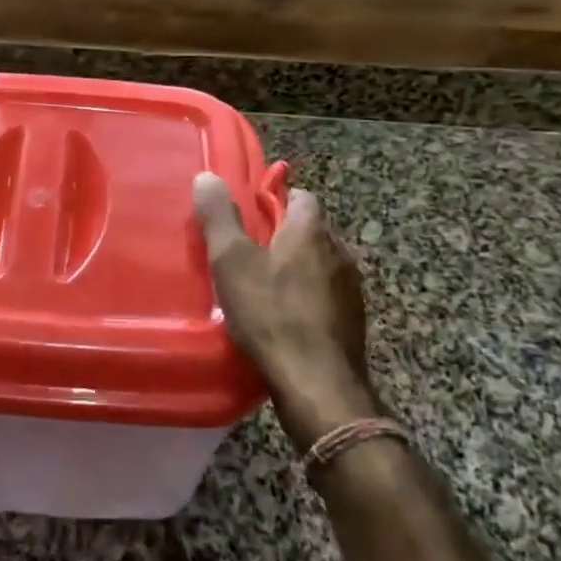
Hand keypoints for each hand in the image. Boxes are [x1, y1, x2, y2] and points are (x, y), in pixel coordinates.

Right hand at [193, 173, 385, 447]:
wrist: (317, 384)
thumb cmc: (270, 313)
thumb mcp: (232, 261)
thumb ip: (219, 217)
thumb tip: (207, 176)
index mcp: (311, 231)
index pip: (301, 196)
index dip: (276, 199)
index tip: (250, 213)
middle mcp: (339, 251)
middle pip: (310, 230)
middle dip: (283, 235)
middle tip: (248, 250)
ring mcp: (351, 289)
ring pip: (320, 263)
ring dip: (296, 267)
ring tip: (263, 285)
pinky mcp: (353, 320)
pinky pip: (326, 294)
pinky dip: (307, 296)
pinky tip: (284, 317)